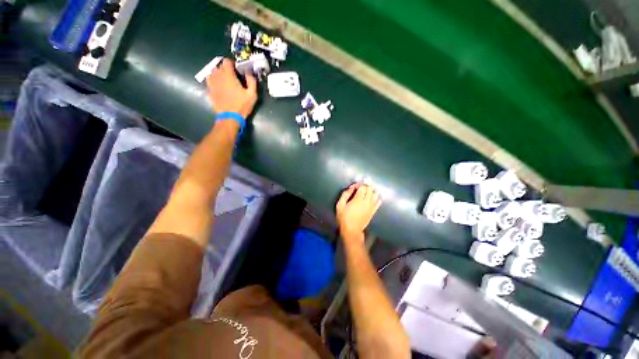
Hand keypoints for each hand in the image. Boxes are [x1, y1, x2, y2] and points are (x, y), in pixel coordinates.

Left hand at [205, 58, 257, 118]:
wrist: (230, 117)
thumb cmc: (242, 105)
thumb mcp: (252, 95)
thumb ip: (251, 81)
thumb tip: (249, 73)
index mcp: (228, 75)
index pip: (227, 61)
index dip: (232, 63)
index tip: (237, 69)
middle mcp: (218, 76)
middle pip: (219, 66)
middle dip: (225, 69)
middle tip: (232, 76)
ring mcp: (212, 83)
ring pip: (212, 72)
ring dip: (218, 73)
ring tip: (224, 80)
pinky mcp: (209, 90)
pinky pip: (209, 80)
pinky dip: (213, 80)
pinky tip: (218, 85)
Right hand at [336, 183, 381, 239]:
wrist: (352, 231)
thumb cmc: (344, 218)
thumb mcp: (340, 205)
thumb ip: (345, 194)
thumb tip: (351, 187)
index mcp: (358, 199)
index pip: (362, 187)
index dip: (359, 184)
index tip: (354, 187)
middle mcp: (367, 201)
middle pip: (370, 189)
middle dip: (365, 186)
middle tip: (359, 189)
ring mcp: (371, 206)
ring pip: (375, 194)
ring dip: (371, 191)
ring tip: (365, 193)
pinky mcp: (373, 211)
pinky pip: (378, 202)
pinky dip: (376, 198)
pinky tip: (371, 198)